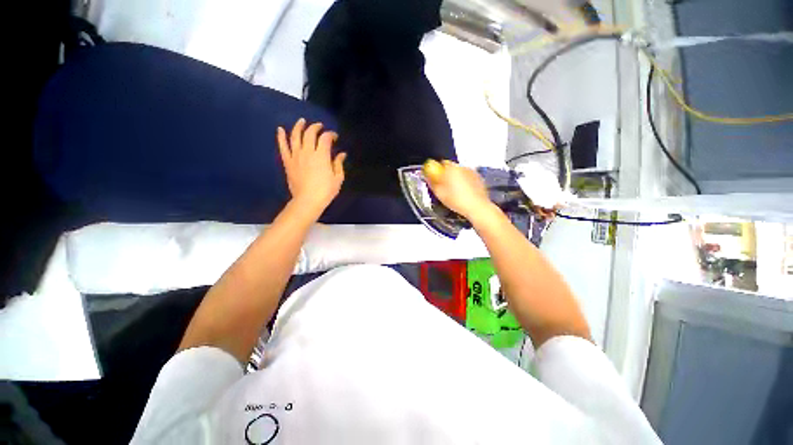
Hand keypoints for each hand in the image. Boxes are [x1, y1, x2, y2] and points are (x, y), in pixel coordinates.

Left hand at [277, 119, 346, 217]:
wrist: (307, 200)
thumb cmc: (326, 190)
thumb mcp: (338, 178)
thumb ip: (338, 164)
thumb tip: (341, 154)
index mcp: (322, 155)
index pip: (325, 138)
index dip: (331, 134)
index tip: (335, 137)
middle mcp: (308, 151)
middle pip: (310, 133)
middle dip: (316, 127)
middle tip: (320, 127)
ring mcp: (296, 155)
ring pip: (295, 136)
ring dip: (299, 126)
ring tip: (302, 121)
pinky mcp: (287, 161)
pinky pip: (283, 146)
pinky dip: (281, 137)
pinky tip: (280, 129)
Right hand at [423, 160, 492, 220]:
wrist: (477, 207)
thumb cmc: (458, 200)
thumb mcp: (439, 193)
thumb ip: (432, 182)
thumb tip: (428, 177)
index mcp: (451, 168)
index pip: (441, 163)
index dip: (437, 170)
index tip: (435, 178)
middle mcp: (462, 167)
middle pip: (451, 167)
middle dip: (446, 175)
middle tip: (443, 187)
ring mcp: (472, 172)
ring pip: (460, 172)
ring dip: (456, 179)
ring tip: (454, 192)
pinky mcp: (479, 179)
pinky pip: (468, 178)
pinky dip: (465, 183)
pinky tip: (463, 194)